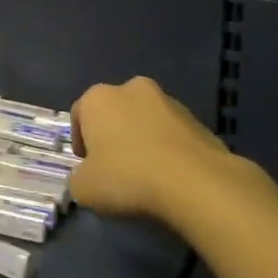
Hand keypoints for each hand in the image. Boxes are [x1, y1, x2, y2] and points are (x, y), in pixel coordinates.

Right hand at [70, 76, 273, 223]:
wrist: (196, 184)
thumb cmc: (128, 177)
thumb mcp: (84, 188)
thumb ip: (78, 178)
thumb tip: (87, 178)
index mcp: (98, 98)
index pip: (79, 115)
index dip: (80, 142)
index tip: (87, 166)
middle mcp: (131, 89)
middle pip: (115, 112)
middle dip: (113, 135)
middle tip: (115, 167)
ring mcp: (169, 102)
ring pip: (146, 121)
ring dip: (142, 140)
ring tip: (147, 175)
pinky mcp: (199, 121)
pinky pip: (173, 135)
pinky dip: (169, 150)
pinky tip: (171, 177)